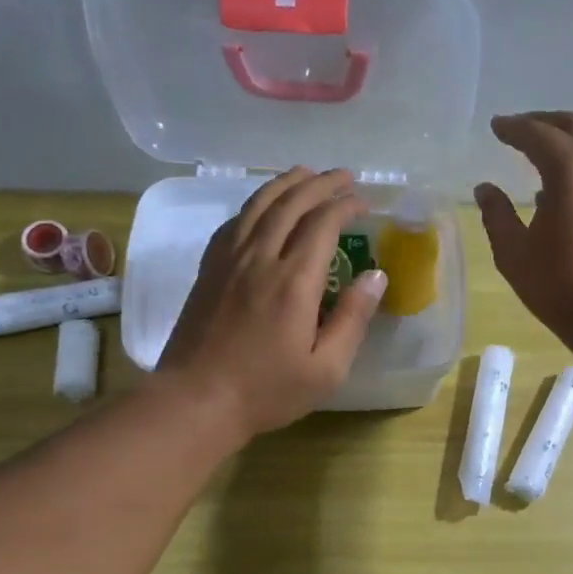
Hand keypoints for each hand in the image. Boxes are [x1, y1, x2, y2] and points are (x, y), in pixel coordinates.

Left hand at [159, 167, 384, 437]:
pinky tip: (262, 206)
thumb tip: (376, 276)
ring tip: (305, 173)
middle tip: (343, 176)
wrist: (196, 400)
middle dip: (320, 183)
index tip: (364, 202)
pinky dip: (254, 204)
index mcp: (294, 282)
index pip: (322, 223)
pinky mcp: (209, 270)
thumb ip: (353, 319)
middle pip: (290, 203)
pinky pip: (234, 222)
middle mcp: (260, 258)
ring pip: (258, 205)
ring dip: (285, 184)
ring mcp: (228, 261)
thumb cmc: (267, 391)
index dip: (345, 205)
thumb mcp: (326, 368)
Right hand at [476, 112, 572, 351]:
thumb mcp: (515, 253)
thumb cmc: (561, 286)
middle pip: (572, 125)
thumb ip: (497, 215)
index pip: (537, 134)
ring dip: (565, 137)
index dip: (513, 128)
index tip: (496, 127)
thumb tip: (485, 189)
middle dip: (543, 122)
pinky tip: (561, 181)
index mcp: (571, 169)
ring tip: (539, 149)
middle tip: (517, 129)